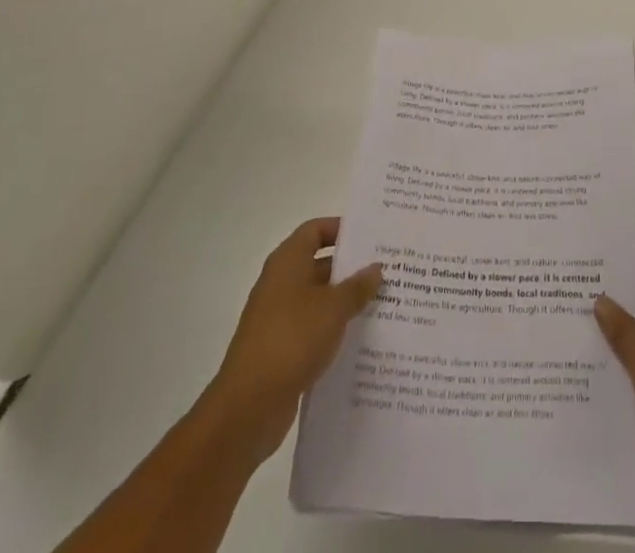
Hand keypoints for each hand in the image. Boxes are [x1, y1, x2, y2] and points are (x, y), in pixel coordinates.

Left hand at [203, 217, 382, 464]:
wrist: (249, 405)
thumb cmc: (292, 339)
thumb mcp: (333, 308)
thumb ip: (357, 286)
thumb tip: (376, 268)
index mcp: (288, 261)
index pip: (315, 230)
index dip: (341, 229)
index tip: (371, 237)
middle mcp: (280, 283)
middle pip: (318, 264)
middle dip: (350, 269)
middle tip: (385, 272)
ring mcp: (277, 317)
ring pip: (317, 300)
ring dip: (344, 302)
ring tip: (381, 305)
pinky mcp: (279, 349)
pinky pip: (311, 329)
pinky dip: (332, 330)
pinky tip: (359, 340)